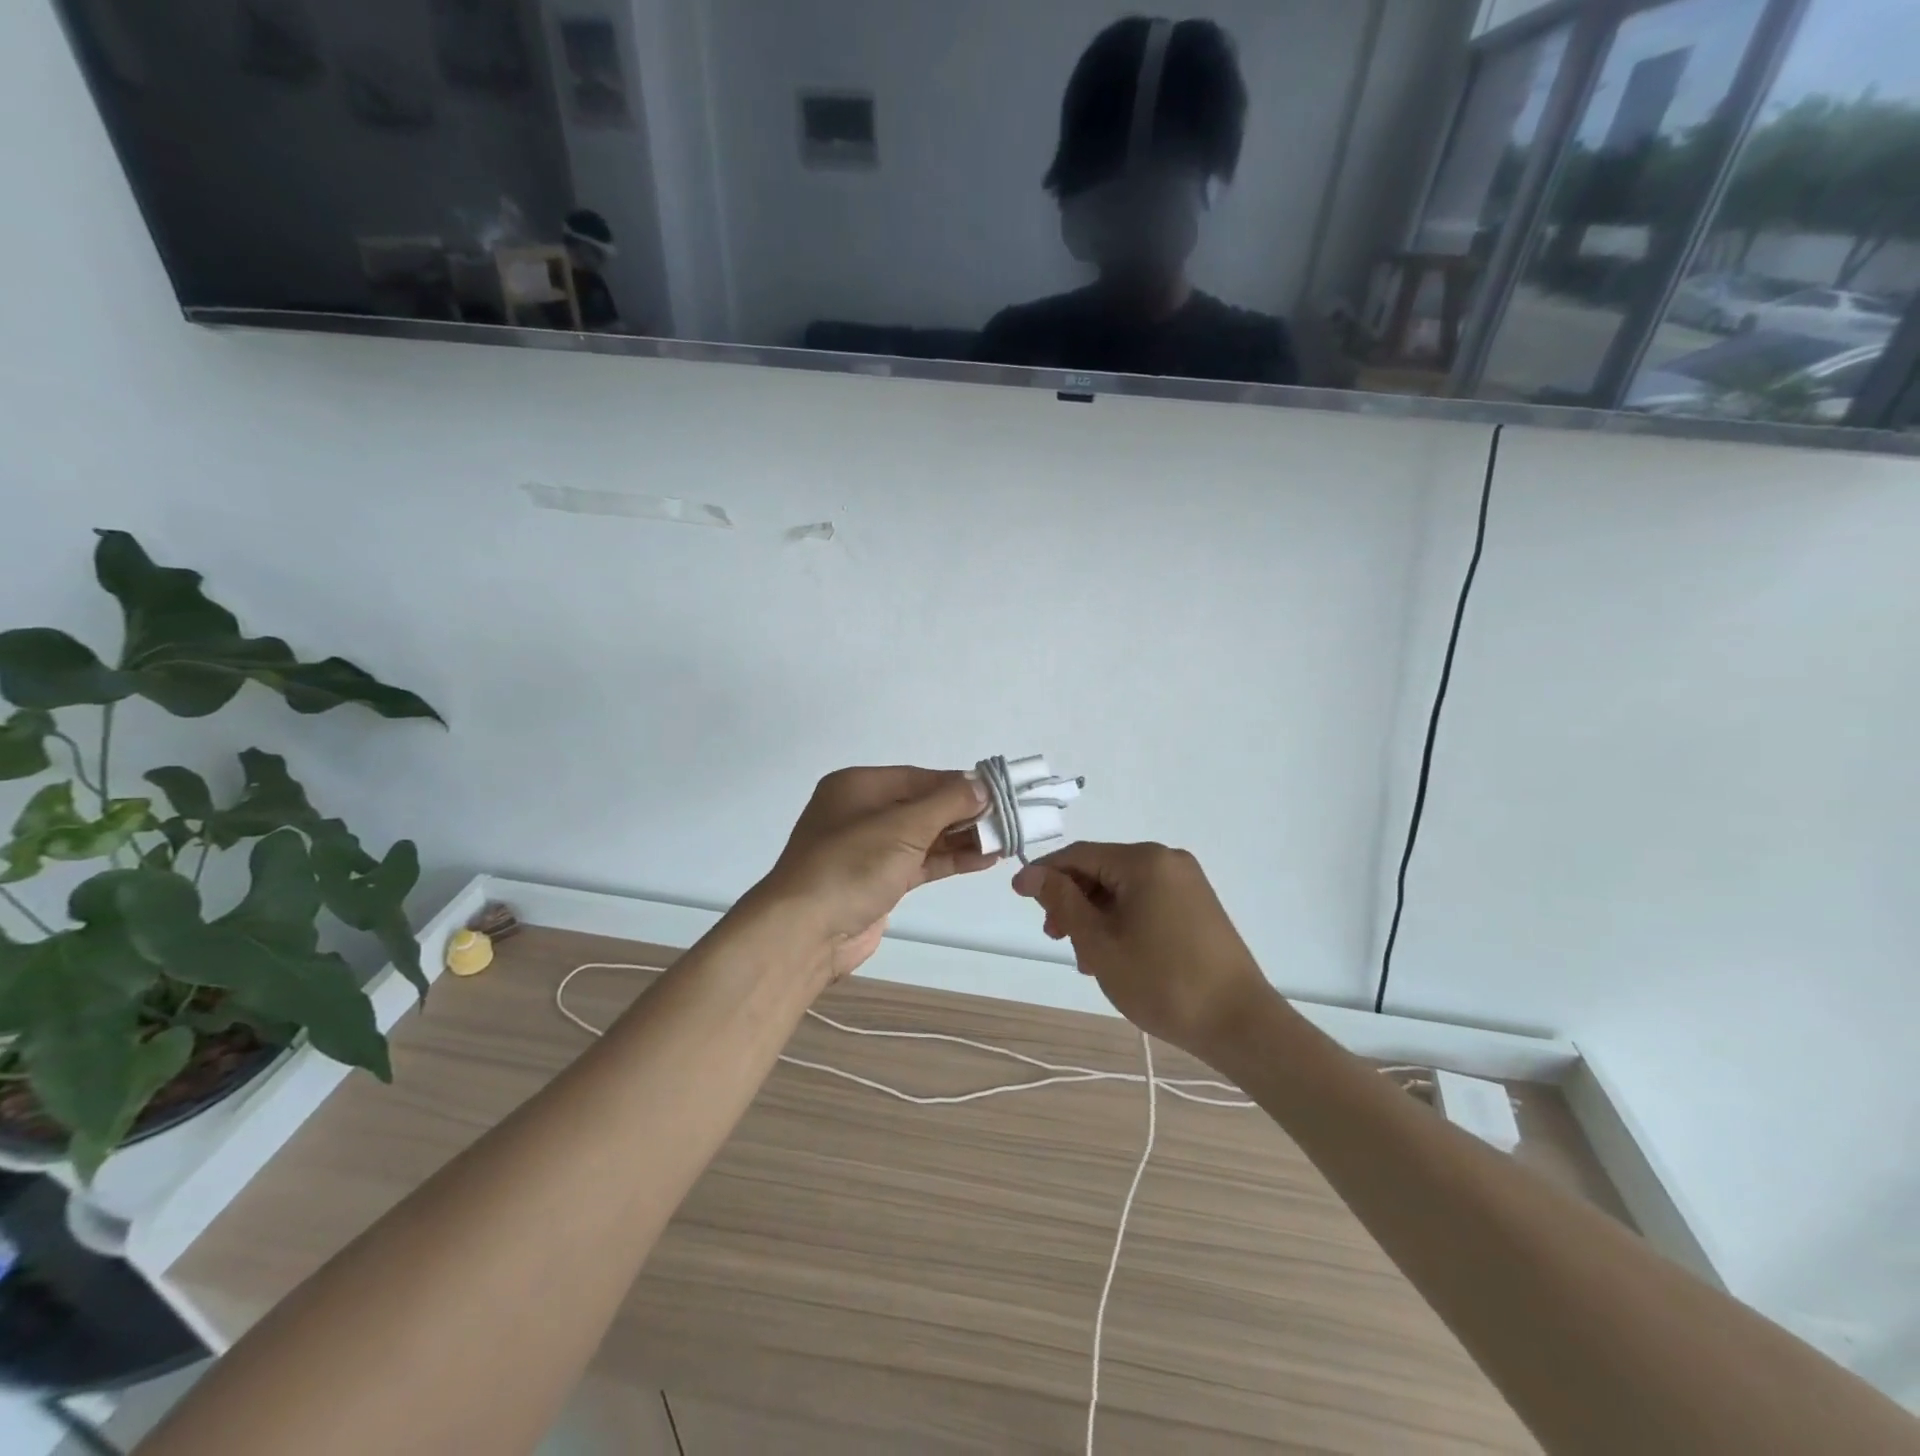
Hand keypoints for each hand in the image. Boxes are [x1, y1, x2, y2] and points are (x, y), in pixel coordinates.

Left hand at [756, 766, 996, 979]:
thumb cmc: (851, 865)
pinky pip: (920, 862)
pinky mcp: (879, 881)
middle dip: (964, 813)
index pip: (920, 778)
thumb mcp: (903, 826)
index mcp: (859, 787)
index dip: (959, 785)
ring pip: (924, 836)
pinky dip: (949, 859)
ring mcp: (869, 849)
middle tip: (1008, 819)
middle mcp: (862, 812)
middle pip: (923, 805)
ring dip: (962, 838)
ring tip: (1005, 840)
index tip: (998, 793)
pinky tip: (983, 860)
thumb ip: (946, 803)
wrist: (805, 932)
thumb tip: (981, 785)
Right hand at [1012, 842, 1271, 1058]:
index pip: (1079, 855)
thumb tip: (1034, 874)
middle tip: (1054, 937)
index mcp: (1144, 861)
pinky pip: (1146, 900)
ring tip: (1082, 956)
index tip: (1016, 894)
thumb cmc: (1161, 981)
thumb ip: (1063, 902)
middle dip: (1071, 899)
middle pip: (1101, 869)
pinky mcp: (1197, 905)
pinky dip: (1121, 919)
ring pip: (1122, 888)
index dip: (1044, 873)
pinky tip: (1112, 953)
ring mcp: (1187, 882)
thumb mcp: (1100, 942)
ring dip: (1094, 914)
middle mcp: (1167, 860)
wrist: (1239, 1023)